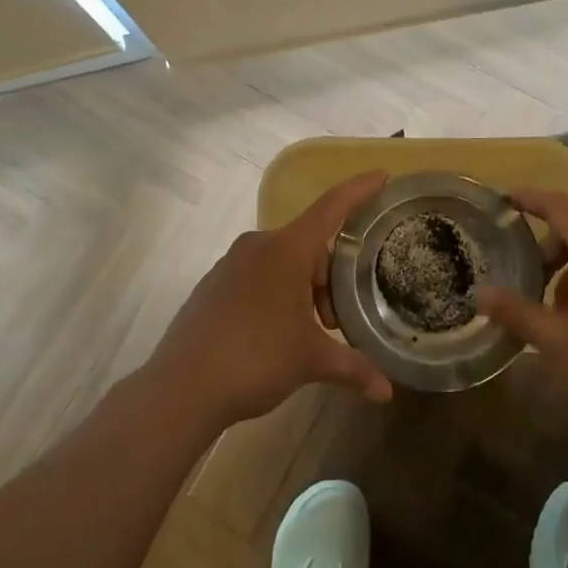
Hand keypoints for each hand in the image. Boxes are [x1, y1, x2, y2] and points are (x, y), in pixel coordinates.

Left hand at [148, 172, 394, 427]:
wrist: (181, 388)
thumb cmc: (255, 359)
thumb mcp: (310, 361)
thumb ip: (353, 367)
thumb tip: (386, 390)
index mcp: (287, 249)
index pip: (332, 207)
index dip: (360, 190)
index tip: (383, 176)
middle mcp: (258, 245)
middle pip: (309, 245)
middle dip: (330, 278)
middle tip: (336, 321)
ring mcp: (231, 263)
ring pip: (283, 262)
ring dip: (304, 290)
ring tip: (307, 333)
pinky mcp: (213, 284)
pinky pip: (258, 276)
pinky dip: (277, 294)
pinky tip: (276, 334)